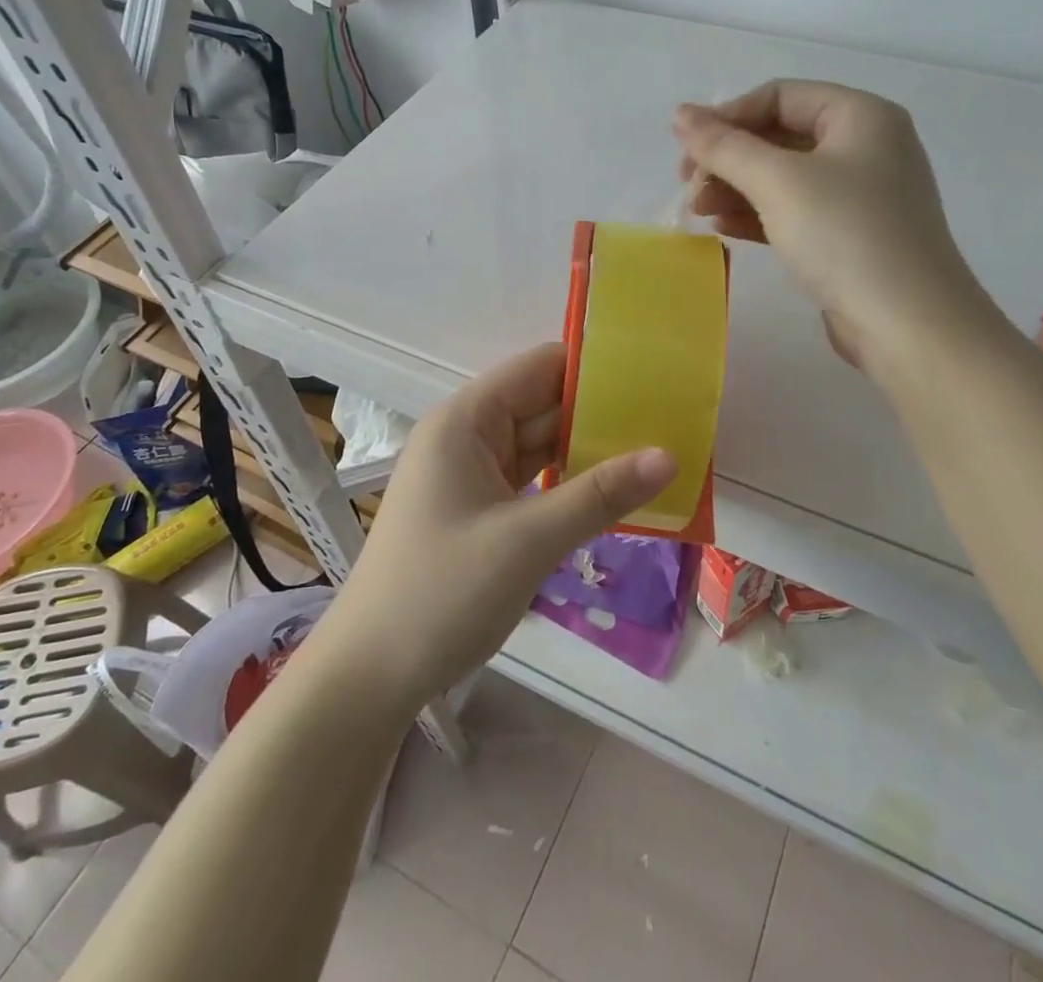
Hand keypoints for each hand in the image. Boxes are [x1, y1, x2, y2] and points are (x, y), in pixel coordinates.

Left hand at [306, 344, 675, 715]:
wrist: (371, 674)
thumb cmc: (443, 592)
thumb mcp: (529, 540)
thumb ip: (600, 495)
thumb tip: (669, 456)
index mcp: (466, 420)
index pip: (539, 368)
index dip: (594, 367)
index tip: (654, 375)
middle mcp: (467, 435)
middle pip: (543, 404)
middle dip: (601, 412)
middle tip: (671, 417)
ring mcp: (471, 473)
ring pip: (540, 445)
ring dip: (589, 450)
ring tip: (656, 448)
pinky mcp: (478, 508)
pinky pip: (531, 480)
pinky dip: (568, 483)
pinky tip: (614, 490)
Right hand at [672, 80, 990, 364]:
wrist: (908, 325)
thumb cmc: (845, 236)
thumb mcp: (778, 182)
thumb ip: (724, 145)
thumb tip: (680, 113)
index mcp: (861, 116)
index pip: (780, 96)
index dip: (727, 116)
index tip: (686, 149)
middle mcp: (866, 147)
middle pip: (779, 135)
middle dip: (729, 158)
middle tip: (688, 185)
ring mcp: (861, 195)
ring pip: (784, 177)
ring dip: (736, 188)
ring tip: (698, 210)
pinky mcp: (851, 236)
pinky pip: (795, 211)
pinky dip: (758, 214)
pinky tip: (723, 229)